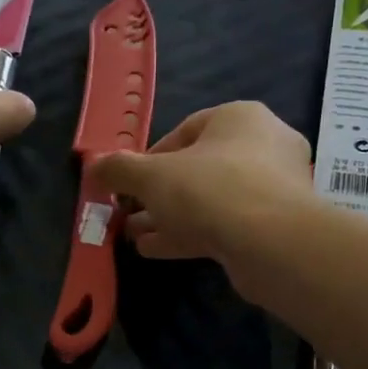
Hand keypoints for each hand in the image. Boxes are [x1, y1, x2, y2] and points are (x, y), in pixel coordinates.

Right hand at [88, 102, 313, 277]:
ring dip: (170, 217)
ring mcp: (273, 189)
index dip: (151, 156)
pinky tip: (155, 250)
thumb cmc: (210, 189)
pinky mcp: (274, 227)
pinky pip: (224, 225)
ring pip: (210, 200)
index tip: (130, 181)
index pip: (187, 129)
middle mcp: (263, 147)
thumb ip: (120, 169)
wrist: (272, 244)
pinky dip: (190, 234)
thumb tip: (93, 166)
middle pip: (199, 168)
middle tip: (129, 211)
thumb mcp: (152, 176)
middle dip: (159, 193)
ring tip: (133, 234)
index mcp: (240, 118)